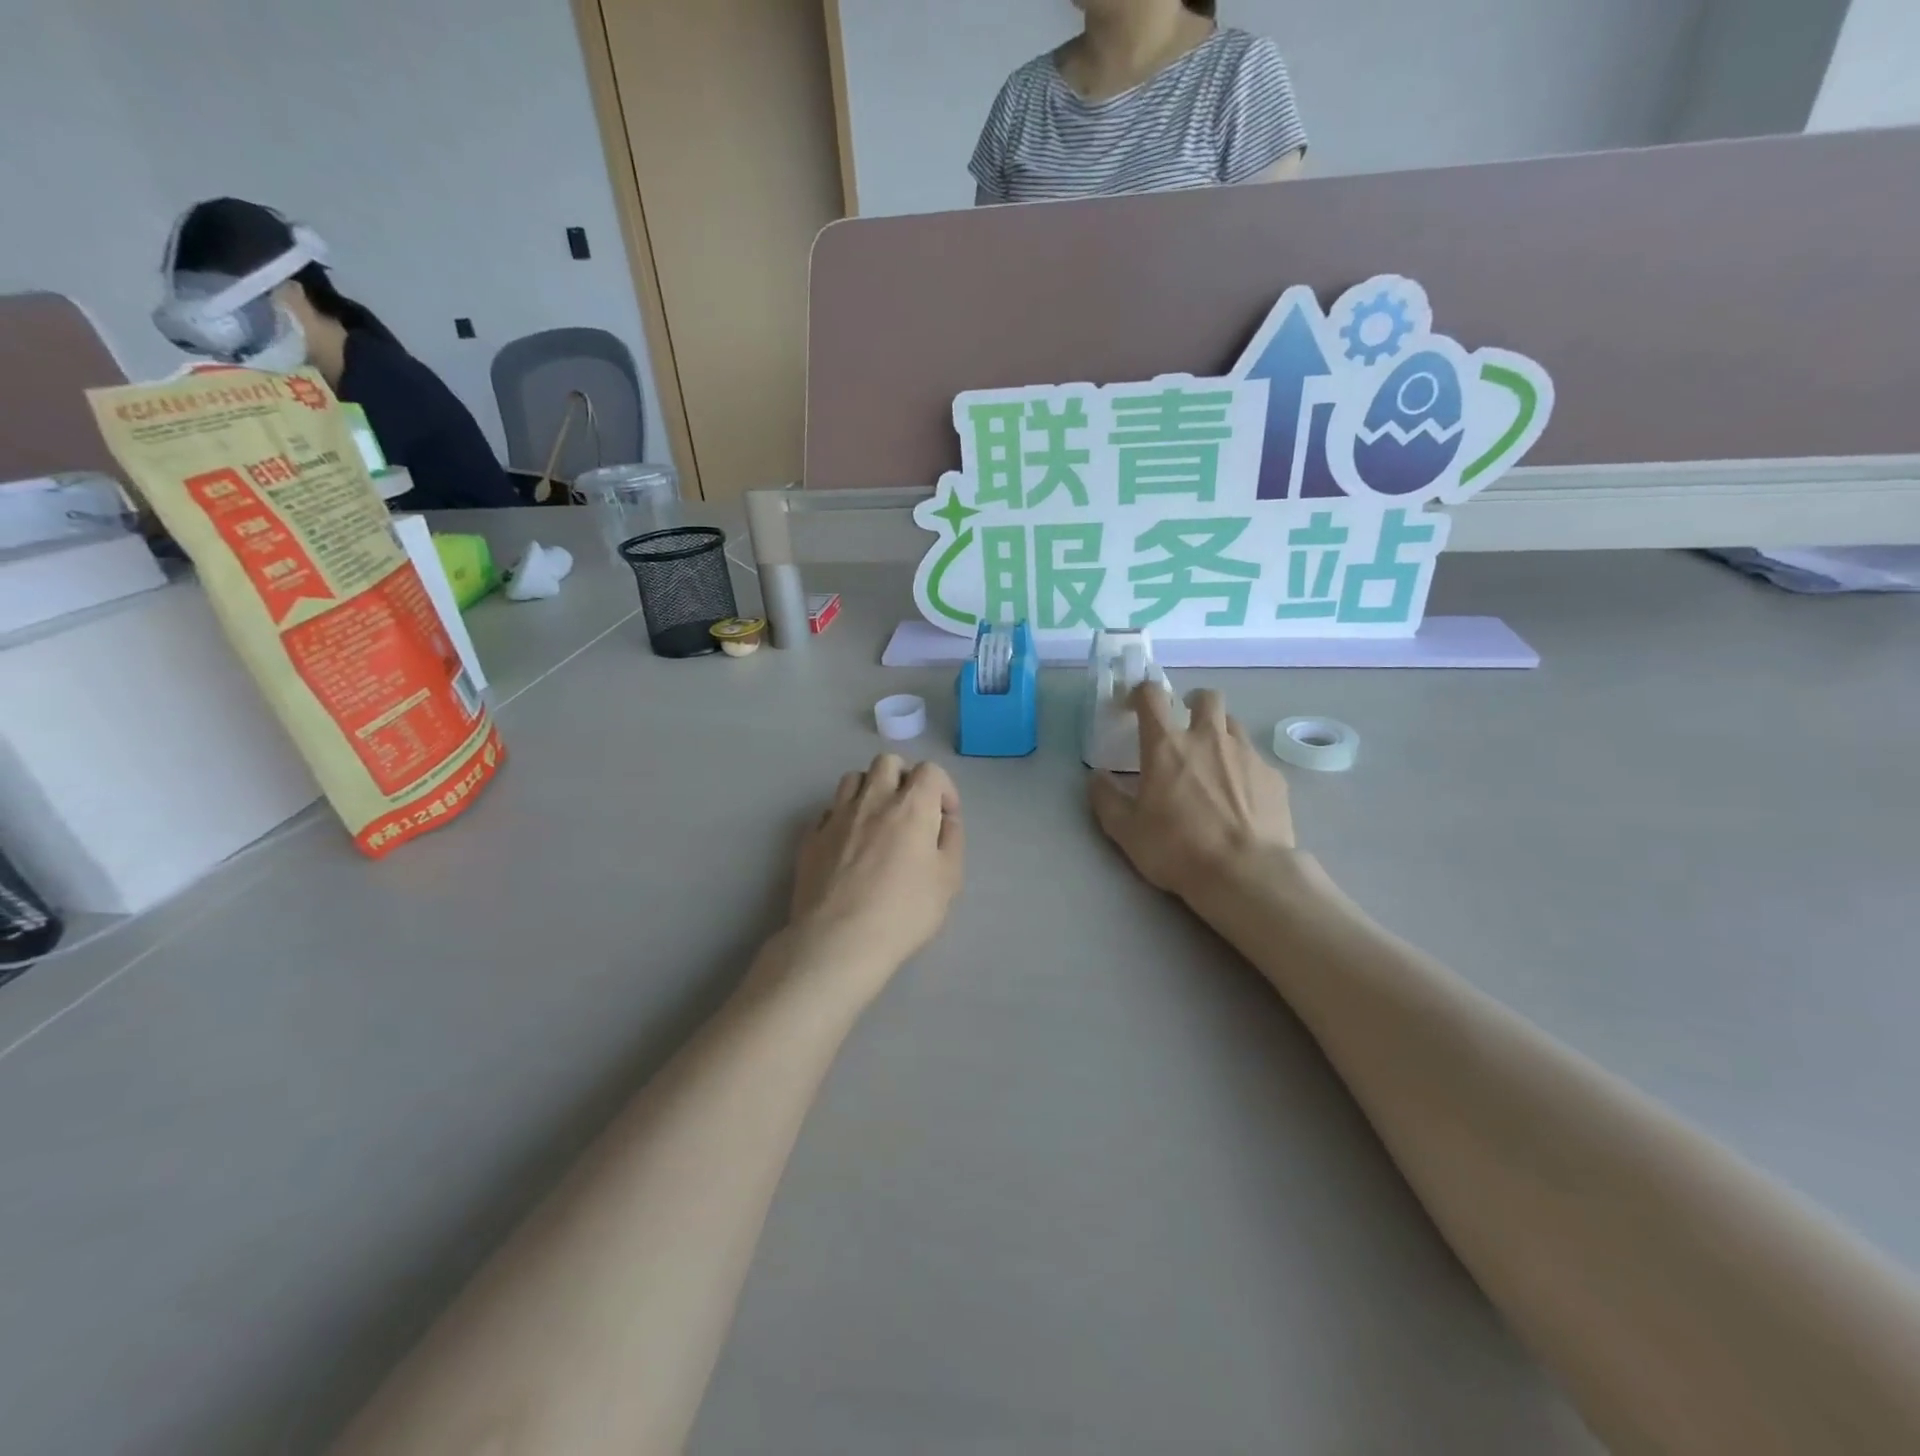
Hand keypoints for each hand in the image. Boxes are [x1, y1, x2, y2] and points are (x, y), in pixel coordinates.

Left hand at [787, 754, 964, 981]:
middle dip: (904, 778)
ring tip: (877, 820)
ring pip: (853, 779)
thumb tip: (944, 819)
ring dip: (870, 790)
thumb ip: (952, 840)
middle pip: (887, 762)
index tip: (944, 818)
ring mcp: (836, 816)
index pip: (930, 770)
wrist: (838, 940)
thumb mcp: (948, 880)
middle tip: (910, 811)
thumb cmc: (903, 912)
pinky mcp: (811, 836)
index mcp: (911, 806)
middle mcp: (872, 800)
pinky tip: (849, 844)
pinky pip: (829, 810)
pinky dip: (844, 816)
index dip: (943, 789)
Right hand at [1089, 685, 1295, 900]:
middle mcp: (1208, 738)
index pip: (1151, 696)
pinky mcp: (1273, 776)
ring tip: (1214, 759)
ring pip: (1234, 723)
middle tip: (1186, 724)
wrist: (1245, 873)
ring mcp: (1245, 754)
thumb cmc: (1177, 849)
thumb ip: (1106, 798)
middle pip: (1207, 697)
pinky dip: (1244, 767)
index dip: (1141, 692)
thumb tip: (1097, 777)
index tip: (1135, 704)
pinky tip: (1242, 796)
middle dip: (1194, 702)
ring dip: (1221, 731)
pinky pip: (1256, 759)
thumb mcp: (1126, 830)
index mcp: (1166, 746)